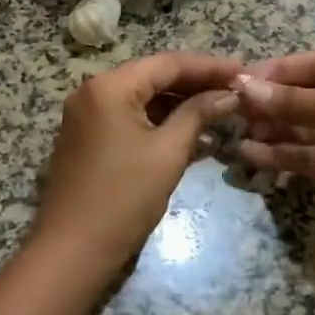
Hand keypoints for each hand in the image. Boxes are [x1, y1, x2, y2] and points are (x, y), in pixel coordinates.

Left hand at [31, 51, 240, 280]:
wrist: (72, 251)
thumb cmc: (123, 197)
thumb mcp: (168, 152)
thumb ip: (198, 114)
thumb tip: (228, 95)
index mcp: (109, 86)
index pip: (167, 63)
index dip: (208, 67)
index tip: (242, 71)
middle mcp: (93, 91)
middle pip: (153, 77)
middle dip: (195, 84)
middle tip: (235, 90)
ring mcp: (87, 115)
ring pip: (142, 99)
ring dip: (180, 105)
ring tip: (221, 111)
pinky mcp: (88, 138)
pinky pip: (130, 119)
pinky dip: (159, 123)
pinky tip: (193, 134)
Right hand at [233, 50, 314, 245]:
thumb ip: (291, 100)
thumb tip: (244, 86)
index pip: (313, 63)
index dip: (277, 71)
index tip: (240, 80)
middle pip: (305, 96)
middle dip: (271, 103)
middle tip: (233, 110)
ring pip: (303, 128)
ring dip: (272, 130)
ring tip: (235, 133)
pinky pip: (308, 156)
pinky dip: (281, 155)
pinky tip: (251, 155)